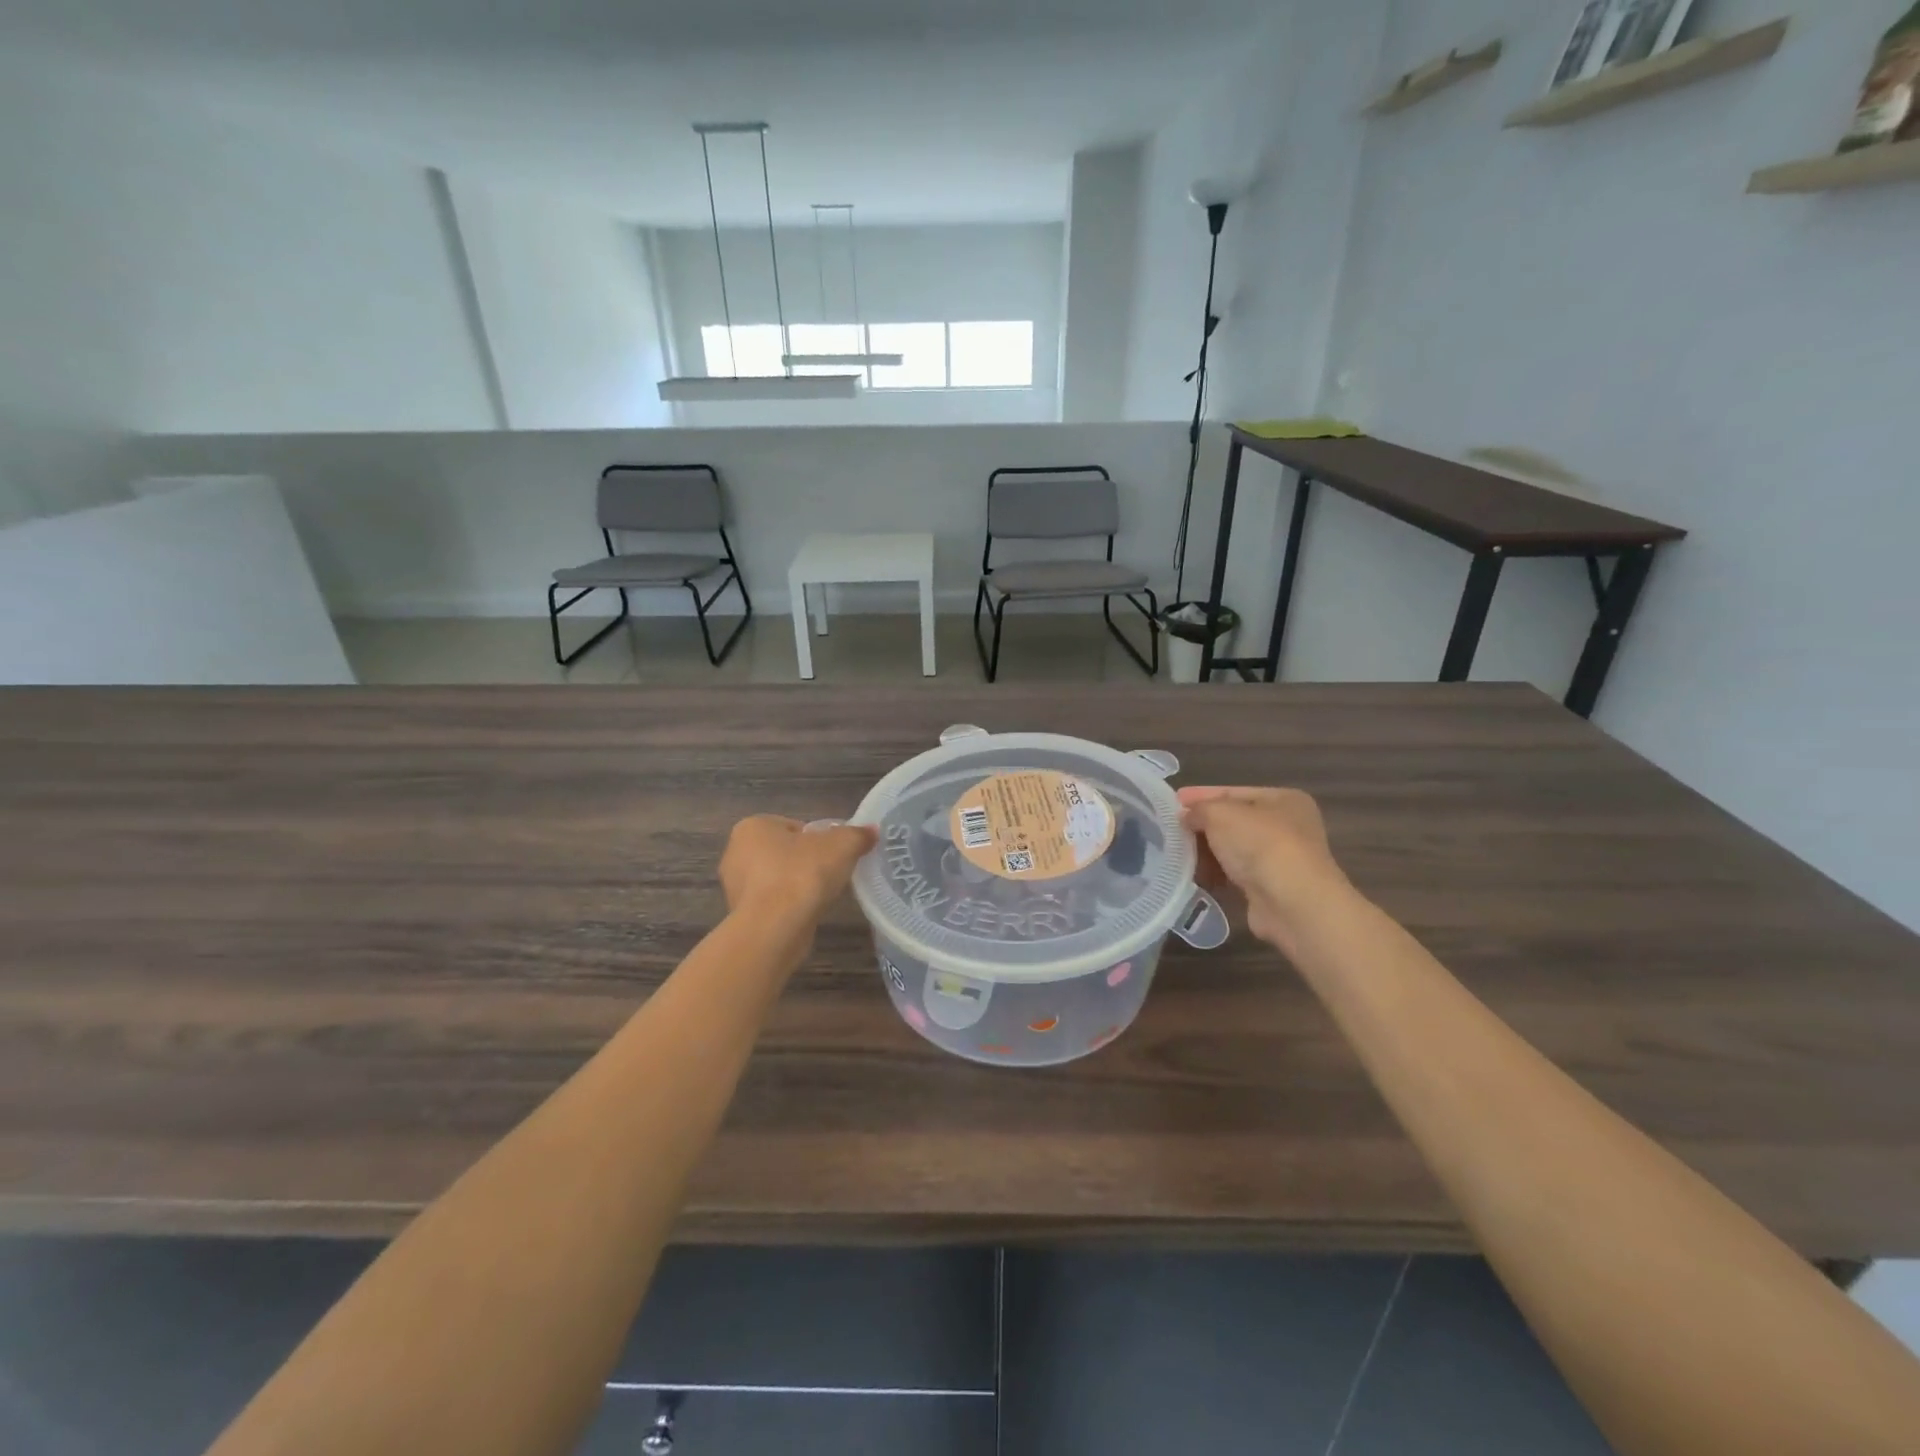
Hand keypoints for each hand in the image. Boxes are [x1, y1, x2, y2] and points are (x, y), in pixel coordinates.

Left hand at [719, 816, 876, 926]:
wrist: (775, 928)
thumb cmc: (803, 874)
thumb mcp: (842, 845)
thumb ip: (858, 835)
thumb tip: (871, 831)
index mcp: (753, 826)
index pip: (794, 827)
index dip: (819, 839)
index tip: (835, 855)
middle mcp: (736, 853)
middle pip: (785, 853)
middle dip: (807, 862)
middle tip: (832, 873)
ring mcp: (735, 887)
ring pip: (778, 880)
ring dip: (798, 886)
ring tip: (822, 896)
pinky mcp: (741, 916)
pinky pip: (773, 904)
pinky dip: (790, 907)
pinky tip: (807, 913)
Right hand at [1178, 786, 1353, 952]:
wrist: (1292, 903)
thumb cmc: (1260, 844)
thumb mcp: (1220, 814)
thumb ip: (1199, 809)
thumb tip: (1186, 816)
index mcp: (1284, 799)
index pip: (1233, 792)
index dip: (1201, 795)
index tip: (1171, 801)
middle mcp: (1288, 826)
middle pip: (1233, 822)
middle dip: (1202, 826)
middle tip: (1170, 829)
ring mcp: (1282, 859)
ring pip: (1234, 849)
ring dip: (1207, 852)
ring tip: (1177, 854)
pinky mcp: (1272, 888)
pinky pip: (1236, 874)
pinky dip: (1217, 874)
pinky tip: (1195, 876)